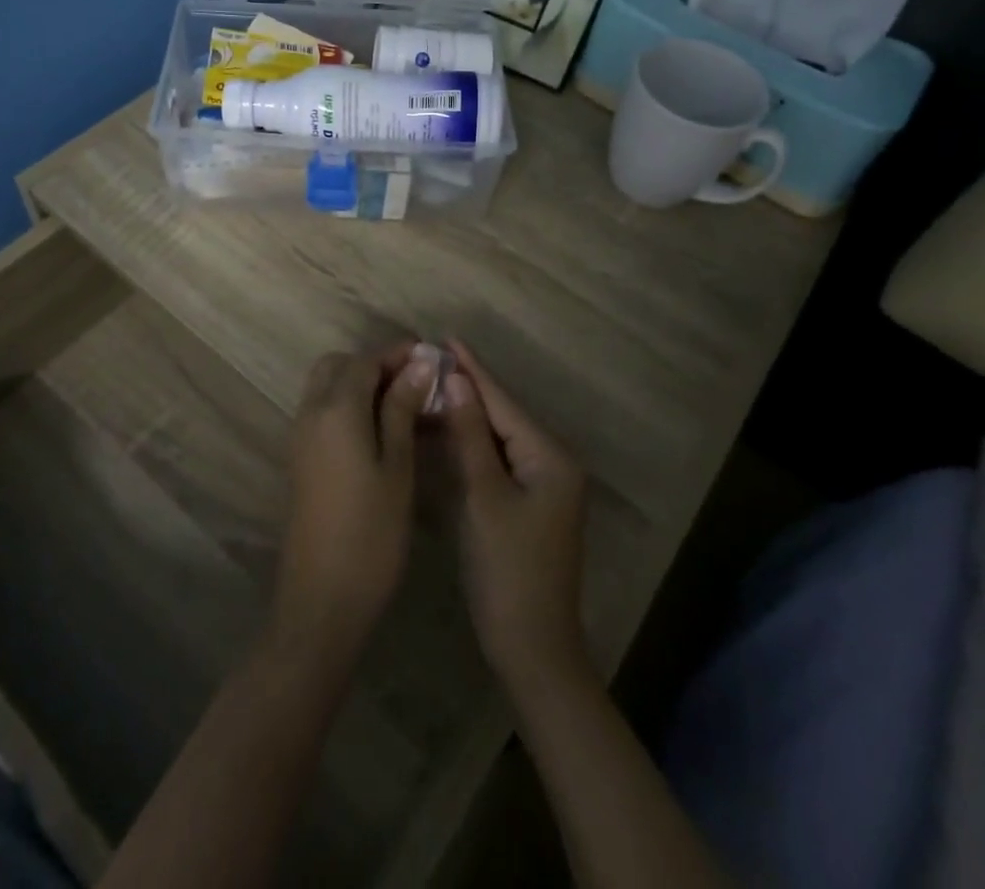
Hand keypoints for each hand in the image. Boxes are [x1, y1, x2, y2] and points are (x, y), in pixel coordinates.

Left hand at [272, 344, 436, 655]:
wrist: (321, 598)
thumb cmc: (371, 532)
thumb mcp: (398, 467)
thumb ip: (402, 409)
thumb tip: (418, 364)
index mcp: (336, 409)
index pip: (365, 360)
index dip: (398, 353)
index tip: (432, 358)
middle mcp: (311, 413)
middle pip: (339, 366)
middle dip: (375, 364)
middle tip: (416, 383)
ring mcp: (301, 436)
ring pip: (327, 387)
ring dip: (361, 385)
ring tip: (405, 407)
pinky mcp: (301, 459)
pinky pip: (323, 412)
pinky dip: (349, 407)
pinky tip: (382, 432)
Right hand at [441, 339, 590, 693]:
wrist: (532, 647)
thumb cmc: (508, 570)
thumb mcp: (484, 497)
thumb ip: (470, 435)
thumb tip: (455, 380)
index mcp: (550, 456)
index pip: (503, 402)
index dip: (473, 370)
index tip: (446, 337)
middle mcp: (553, 462)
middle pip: (504, 414)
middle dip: (469, 386)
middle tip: (431, 358)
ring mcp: (543, 484)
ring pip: (499, 436)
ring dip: (468, 412)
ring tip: (432, 382)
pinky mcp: (529, 502)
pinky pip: (498, 457)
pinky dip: (472, 441)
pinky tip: (447, 427)